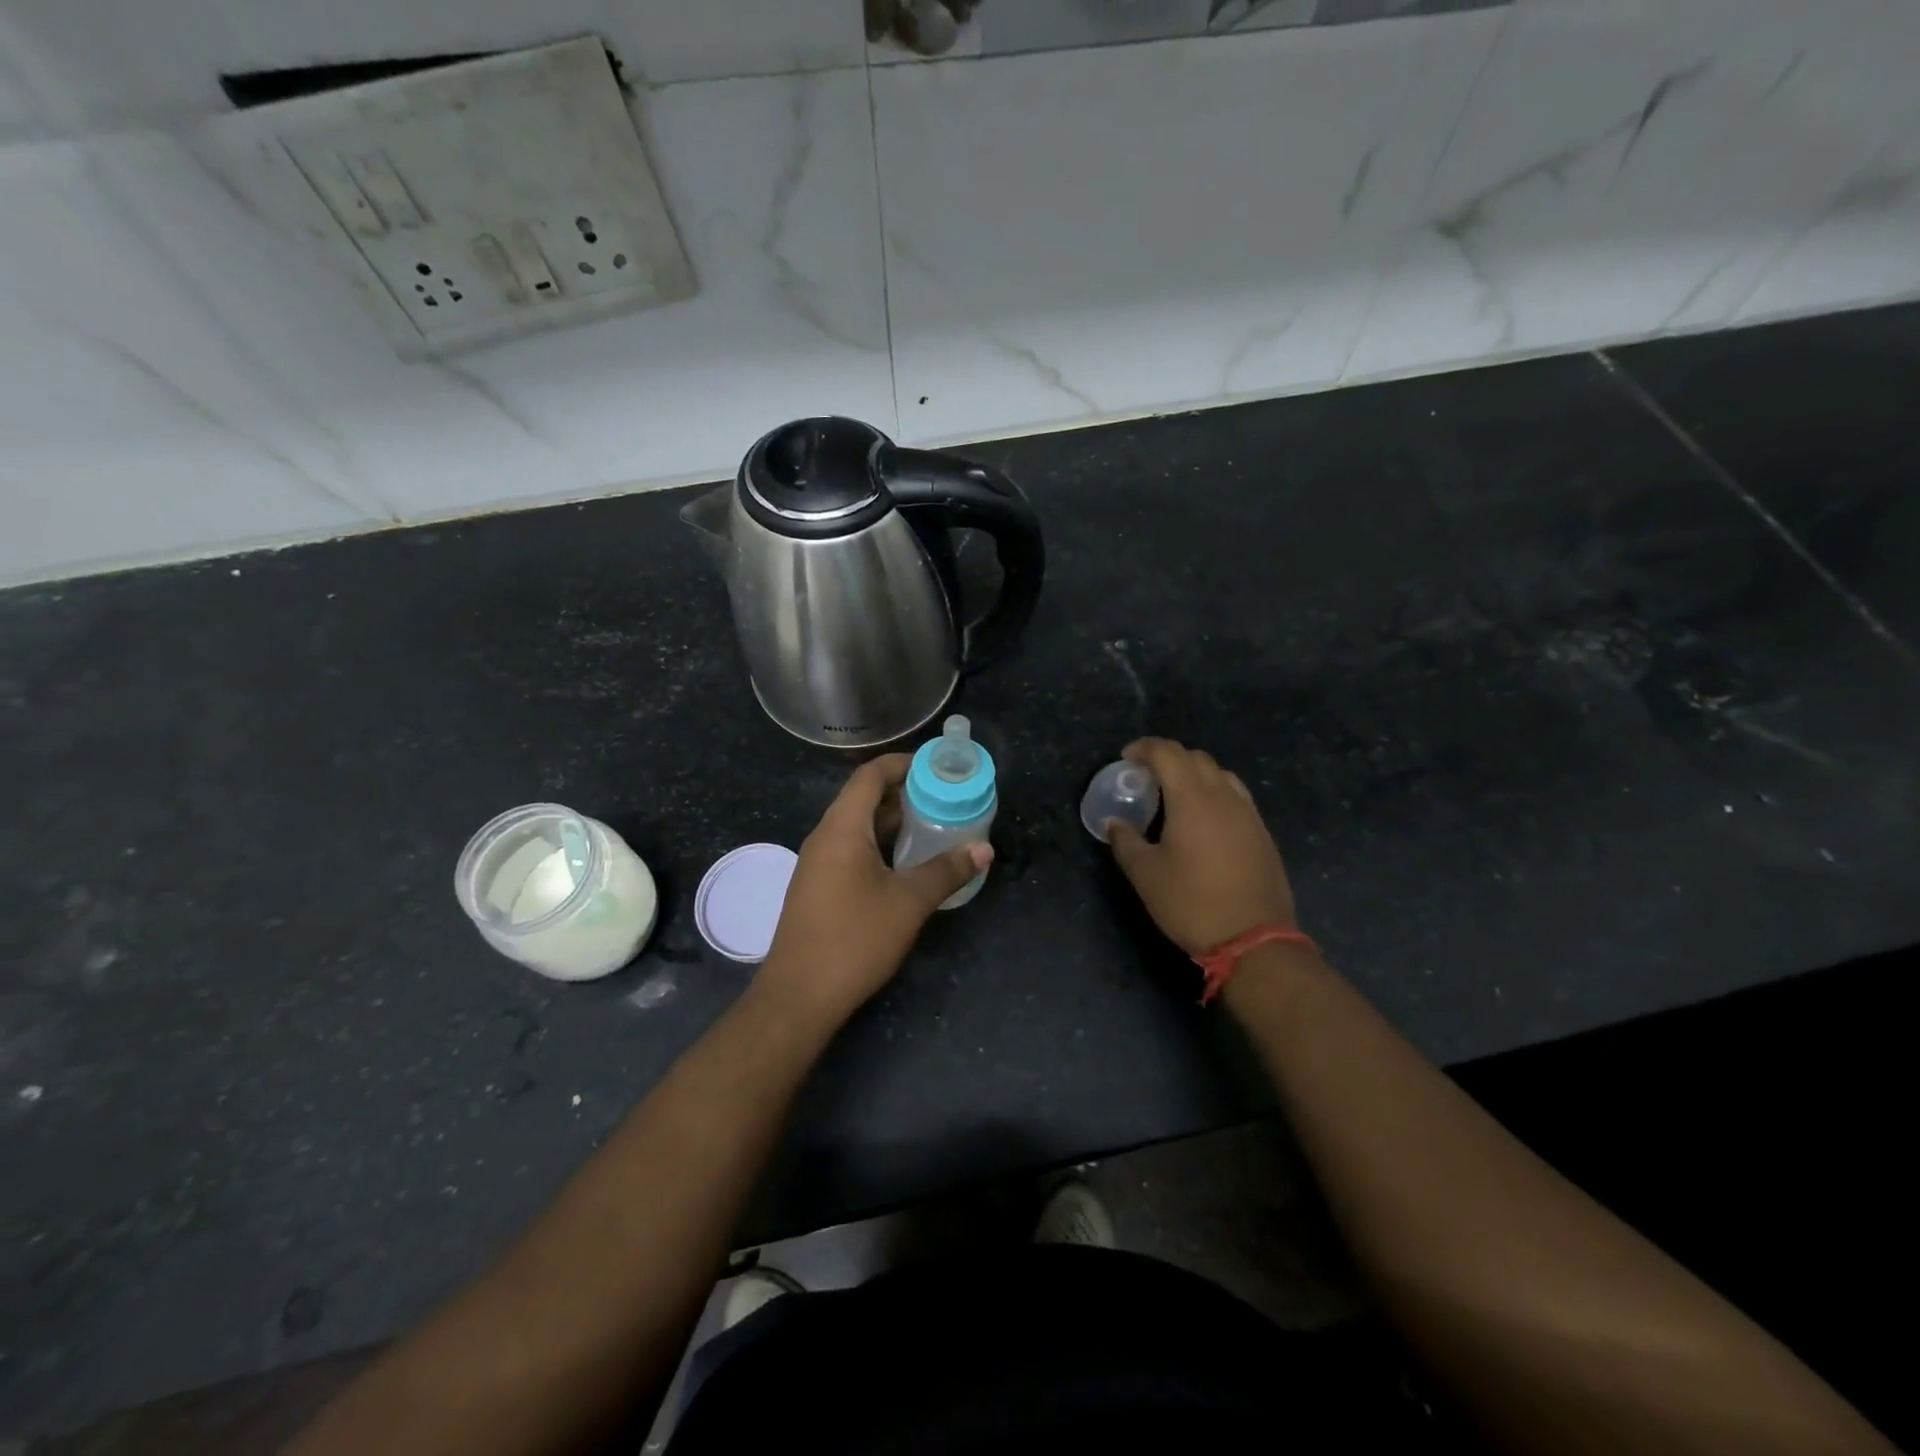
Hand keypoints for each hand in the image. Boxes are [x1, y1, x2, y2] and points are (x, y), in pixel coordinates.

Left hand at [759, 754, 991, 1026]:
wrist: (799, 996)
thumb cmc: (854, 939)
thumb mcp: (909, 903)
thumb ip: (946, 871)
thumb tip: (984, 849)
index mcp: (842, 829)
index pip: (869, 776)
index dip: (902, 764)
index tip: (937, 767)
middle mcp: (825, 838)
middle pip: (863, 798)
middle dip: (904, 793)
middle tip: (944, 797)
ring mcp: (818, 864)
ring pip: (858, 826)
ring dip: (893, 821)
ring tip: (933, 825)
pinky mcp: (819, 887)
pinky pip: (852, 849)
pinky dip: (881, 845)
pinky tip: (907, 863)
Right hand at [1107, 738, 1296, 955]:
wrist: (1254, 939)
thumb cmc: (1192, 903)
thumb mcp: (1146, 875)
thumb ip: (1126, 841)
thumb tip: (1114, 823)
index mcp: (1192, 799)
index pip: (1168, 753)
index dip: (1144, 748)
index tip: (1126, 758)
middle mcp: (1224, 797)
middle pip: (1196, 758)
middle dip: (1169, 758)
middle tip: (1146, 776)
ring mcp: (1248, 814)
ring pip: (1220, 775)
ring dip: (1194, 774)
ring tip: (1175, 796)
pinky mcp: (1262, 833)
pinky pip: (1236, 797)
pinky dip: (1214, 794)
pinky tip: (1203, 821)